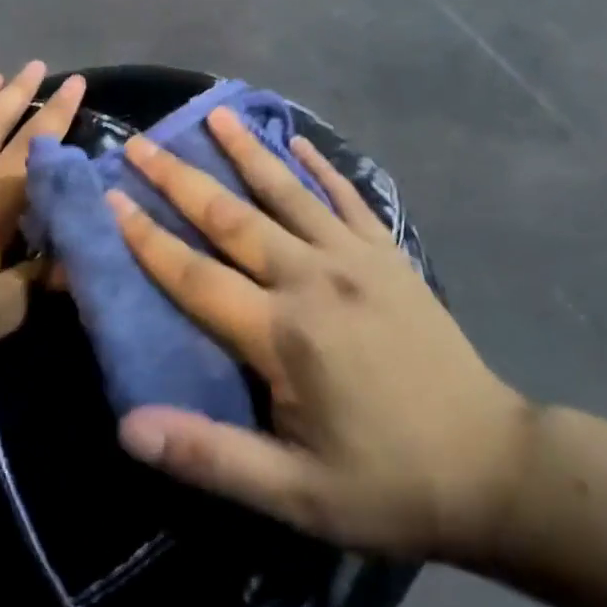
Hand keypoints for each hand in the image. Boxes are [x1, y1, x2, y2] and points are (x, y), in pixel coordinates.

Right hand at [108, 109, 534, 563]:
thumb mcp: (296, 495)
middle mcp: (313, 278)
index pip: (195, 274)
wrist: (497, 468)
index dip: (146, 237)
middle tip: (140, 143)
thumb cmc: (389, 485)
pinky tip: (298, 143)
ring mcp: (356, 259)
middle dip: (179, 178)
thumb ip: (210, 456)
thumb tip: (128, 428)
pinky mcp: (389, 256)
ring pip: (288, 192)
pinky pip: (346, 198)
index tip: (109, 195)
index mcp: (283, 333)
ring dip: (247, 150)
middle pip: (232, 217)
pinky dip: (319, 168)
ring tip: (214, 112)